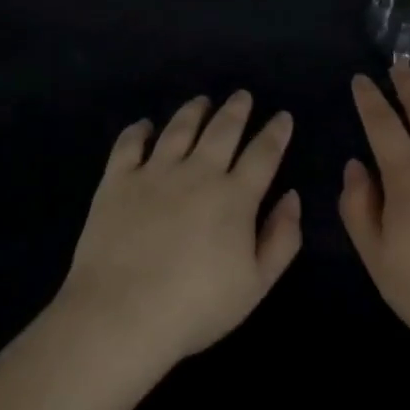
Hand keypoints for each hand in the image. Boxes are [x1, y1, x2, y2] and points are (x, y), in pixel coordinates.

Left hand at [58, 91, 301, 364]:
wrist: (122, 313)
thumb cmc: (196, 306)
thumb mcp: (255, 284)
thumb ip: (281, 239)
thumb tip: (292, 197)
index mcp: (234, 197)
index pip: (263, 154)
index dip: (276, 133)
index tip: (282, 117)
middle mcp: (197, 173)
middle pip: (222, 130)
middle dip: (236, 110)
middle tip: (242, 96)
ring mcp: (154, 172)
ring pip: (179, 129)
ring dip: (193, 111)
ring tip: (202, 101)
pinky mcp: (117, 180)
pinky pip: (129, 144)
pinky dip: (139, 130)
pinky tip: (145, 126)